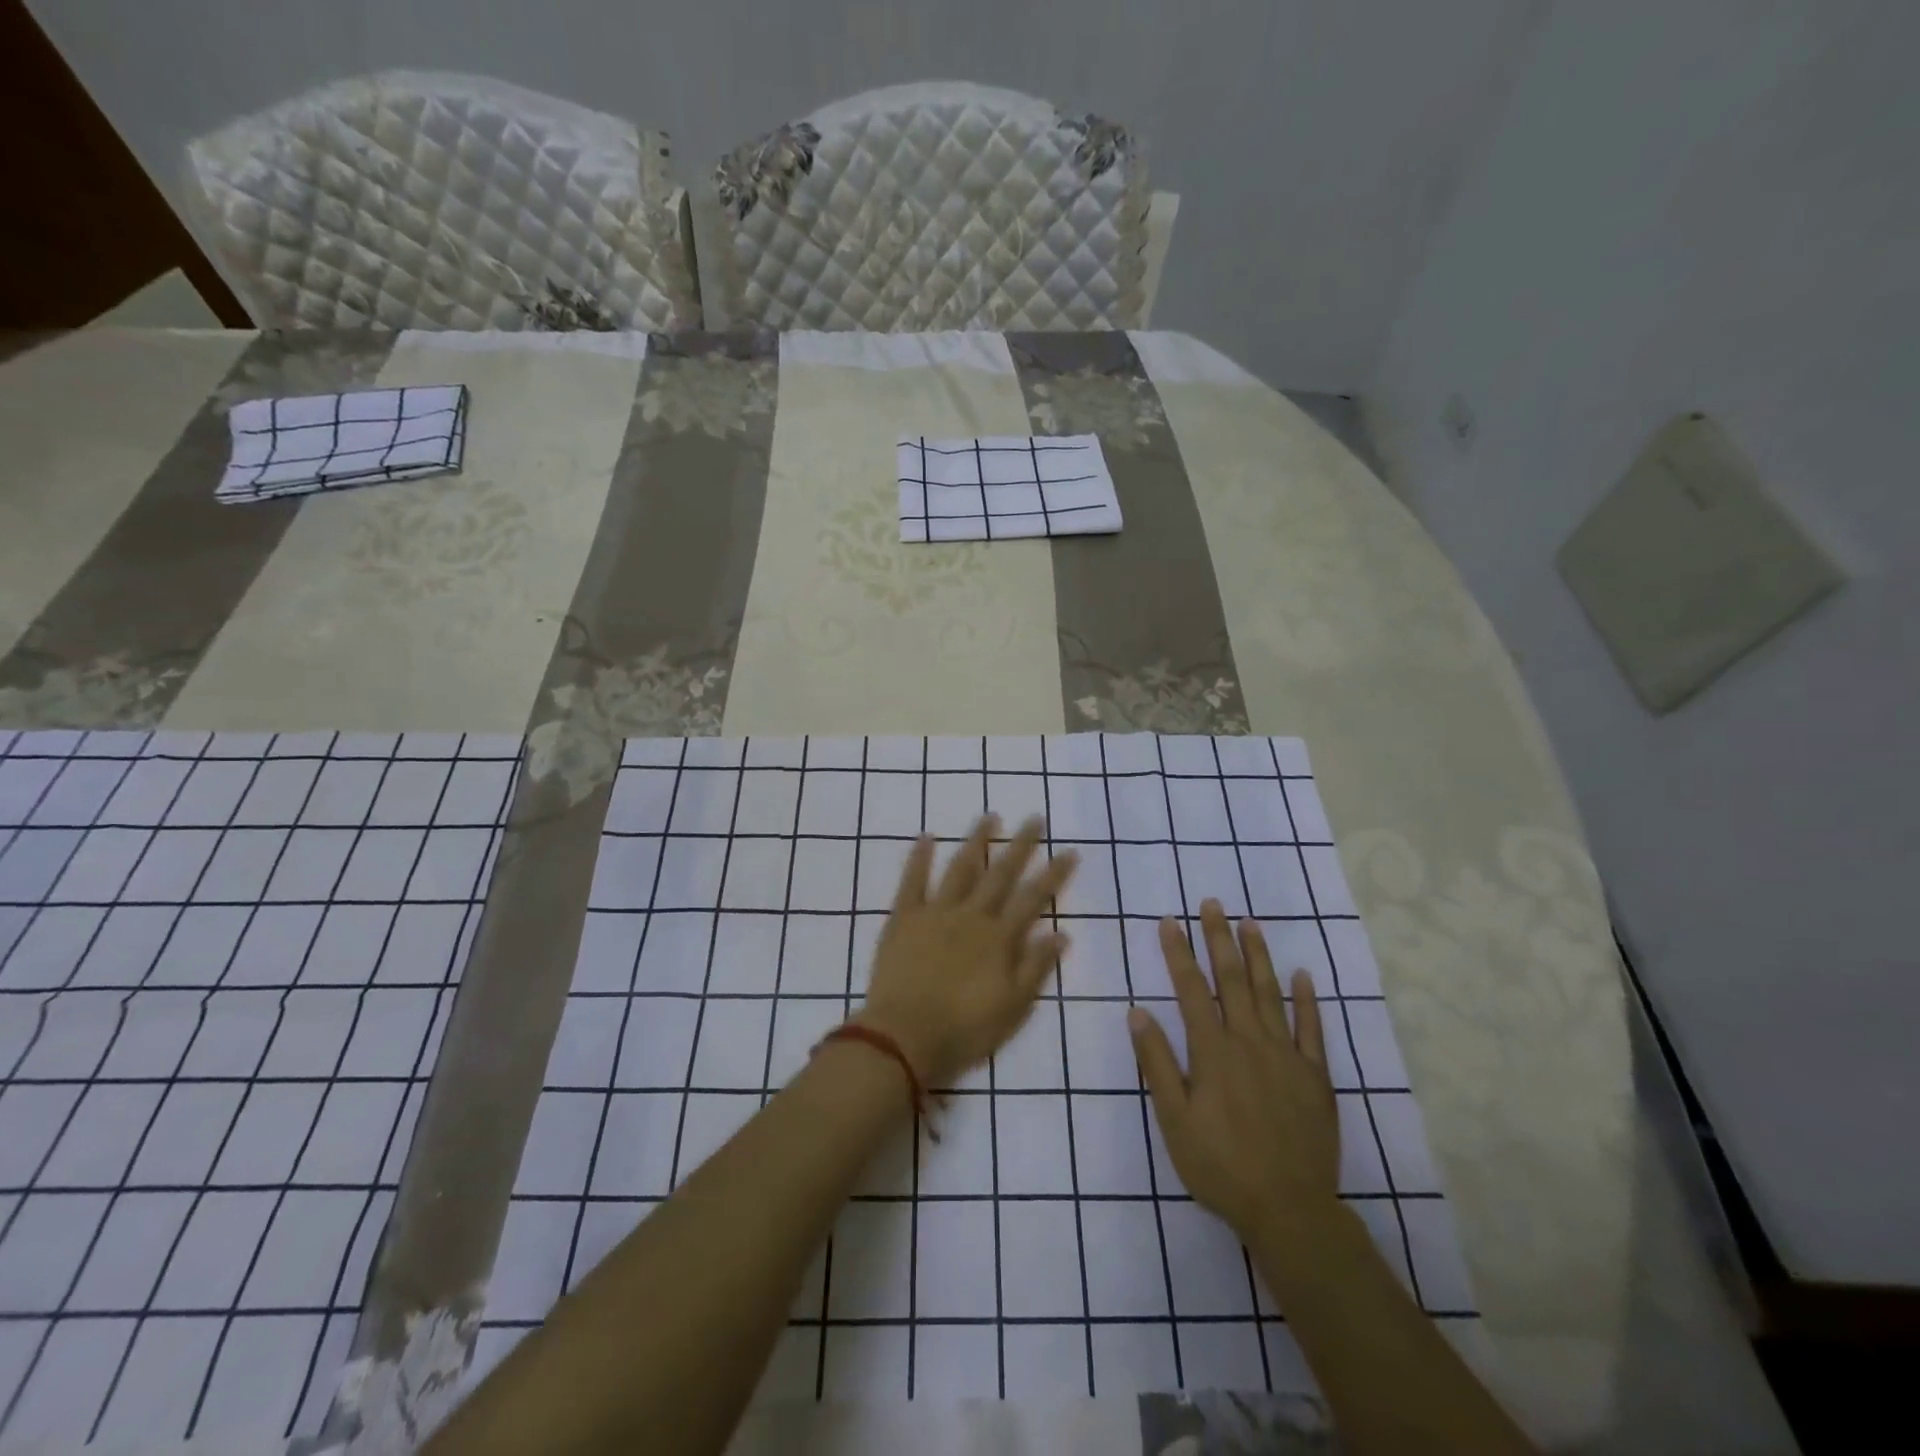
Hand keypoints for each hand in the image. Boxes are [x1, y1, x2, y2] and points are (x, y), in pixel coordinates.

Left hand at [856, 815, 1077, 1088]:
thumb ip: (1036, 967)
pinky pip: (912, 881)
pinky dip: (919, 858)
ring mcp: (936, 912)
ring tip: (990, 816)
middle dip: (1021, 845)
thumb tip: (1062, 933)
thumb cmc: (965, 1031)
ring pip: (960, 868)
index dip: (1054, 874)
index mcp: (1000, 938)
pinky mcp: (904, 917)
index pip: (1034, 898)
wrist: (904, 1038)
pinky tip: (927, 837)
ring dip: (976, 841)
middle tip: (1035, 818)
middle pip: (1001, 874)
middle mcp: (972, 915)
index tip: (1070, 850)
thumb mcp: (1013, 1007)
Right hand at [1129, 901, 1339, 1244]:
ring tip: (1250, 923)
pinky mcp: (1315, 1075)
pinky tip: (1303, 975)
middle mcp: (1249, 1041)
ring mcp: (1287, 1055)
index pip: (1191, 989)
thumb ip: (1156, 1063)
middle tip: (1213, 903)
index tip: (1169, 921)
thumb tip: (1137, 1011)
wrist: (1290, 1210)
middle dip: (1219, 939)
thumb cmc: (1221, 1166)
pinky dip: (1308, 1000)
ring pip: (1270, 993)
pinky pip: (1313, 1029)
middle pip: (1232, 980)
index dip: (1178, 953)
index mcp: (1213, 1051)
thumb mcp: (1174, 1120)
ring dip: (1259, 956)